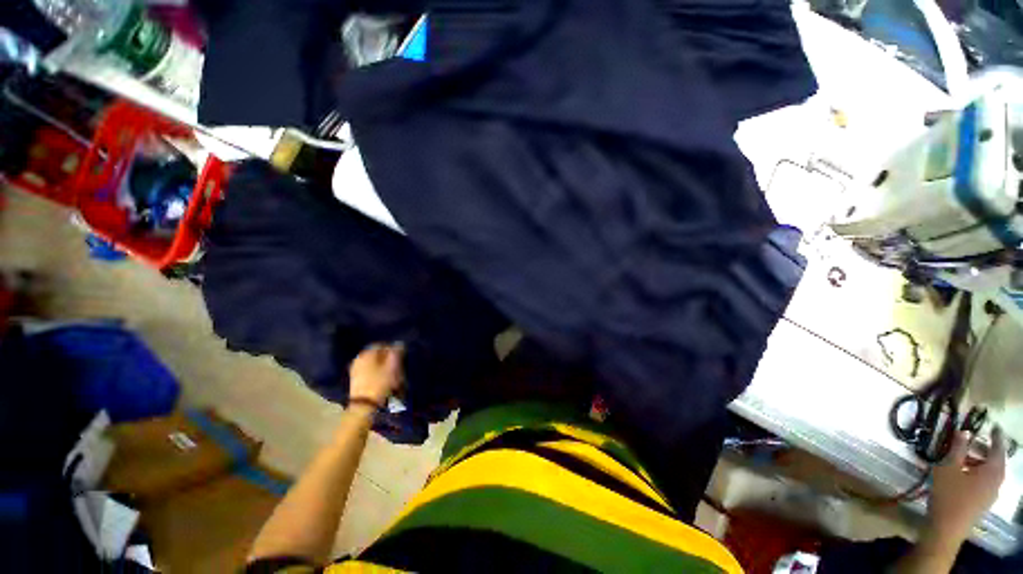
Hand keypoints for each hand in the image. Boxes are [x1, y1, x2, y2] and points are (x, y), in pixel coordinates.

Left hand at [348, 343, 402, 409]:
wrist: (364, 406)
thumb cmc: (380, 383)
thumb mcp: (392, 367)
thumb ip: (396, 353)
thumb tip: (399, 344)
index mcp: (367, 353)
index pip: (382, 345)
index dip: (393, 349)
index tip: (401, 356)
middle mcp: (359, 359)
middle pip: (377, 355)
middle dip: (388, 359)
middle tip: (398, 366)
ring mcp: (355, 370)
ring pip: (373, 364)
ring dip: (383, 367)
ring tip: (393, 375)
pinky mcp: (355, 380)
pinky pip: (369, 372)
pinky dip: (377, 374)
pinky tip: (384, 381)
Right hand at [928, 428, 1006, 542]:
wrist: (946, 528)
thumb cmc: (948, 494)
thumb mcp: (948, 468)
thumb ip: (957, 449)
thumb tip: (964, 431)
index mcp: (992, 471)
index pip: (998, 448)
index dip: (996, 436)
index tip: (994, 425)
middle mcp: (996, 481)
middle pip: (995, 461)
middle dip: (984, 450)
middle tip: (972, 441)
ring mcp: (990, 494)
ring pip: (989, 473)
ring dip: (978, 462)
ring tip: (963, 457)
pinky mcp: (983, 501)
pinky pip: (984, 482)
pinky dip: (976, 473)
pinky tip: (963, 475)